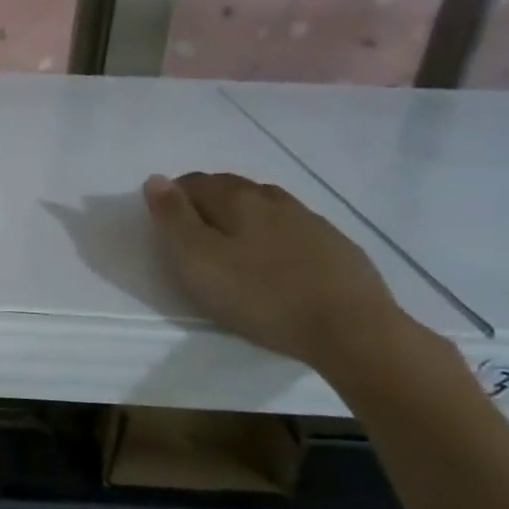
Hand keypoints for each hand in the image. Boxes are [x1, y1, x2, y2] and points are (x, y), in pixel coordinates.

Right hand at [143, 171, 413, 371]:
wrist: (352, 329)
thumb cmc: (260, 295)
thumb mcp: (198, 260)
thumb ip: (173, 218)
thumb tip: (156, 179)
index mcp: (236, 198)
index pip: (193, 182)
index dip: (174, 198)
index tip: (166, 227)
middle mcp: (272, 198)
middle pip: (229, 188)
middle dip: (207, 204)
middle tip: (194, 239)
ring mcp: (309, 220)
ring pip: (264, 206)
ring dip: (243, 217)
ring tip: (234, 249)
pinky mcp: (335, 246)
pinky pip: (293, 229)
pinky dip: (275, 237)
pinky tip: (277, 264)